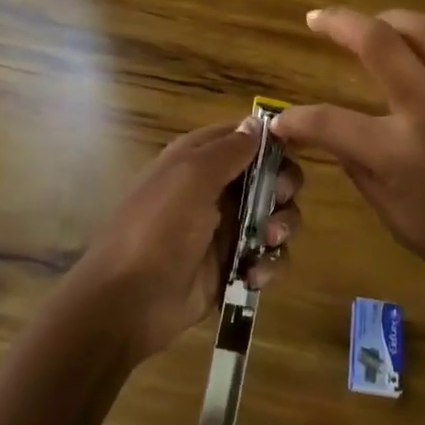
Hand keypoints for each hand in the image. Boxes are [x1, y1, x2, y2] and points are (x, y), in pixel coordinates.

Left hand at [67, 119, 301, 362]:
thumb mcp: (192, 176)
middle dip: (283, 187)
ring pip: (274, 216)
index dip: (272, 141)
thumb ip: (229, 149)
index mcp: (198, 158)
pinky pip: (268, 256)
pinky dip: (269, 263)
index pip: (245, 136)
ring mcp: (226, 228)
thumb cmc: (159, 228)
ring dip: (281, 226)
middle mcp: (215, 188)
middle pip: (269, 175)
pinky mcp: (233, 265)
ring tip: (268, 241)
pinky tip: (254, 275)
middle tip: (279, 200)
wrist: (130, 301)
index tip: (295, 151)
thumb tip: (257, 123)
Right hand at [272, 0, 424, 304]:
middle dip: (336, 22)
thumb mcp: (399, 220)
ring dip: (389, 16)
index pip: (327, 121)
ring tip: (372, 20)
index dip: (296, 118)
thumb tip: (335, 137)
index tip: (283, 119)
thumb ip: (362, 171)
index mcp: (397, 154)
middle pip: (375, 43)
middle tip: (316, 18)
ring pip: (423, 27)